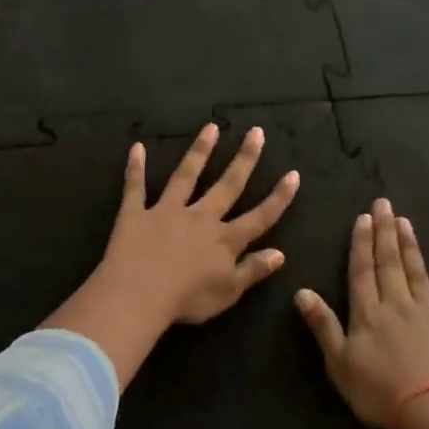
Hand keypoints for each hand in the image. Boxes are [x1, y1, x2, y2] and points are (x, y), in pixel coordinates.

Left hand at [45, 124, 299, 385]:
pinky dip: (135, 168)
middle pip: (227, 185)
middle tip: (255, 132)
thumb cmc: (187, 300)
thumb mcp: (229, 292)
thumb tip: (280, 253)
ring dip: (199, 151)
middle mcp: (200, 218)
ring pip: (186, 176)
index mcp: (225, 240)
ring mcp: (167, 212)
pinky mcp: (136, 214)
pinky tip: (136, 148)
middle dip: (244, 159)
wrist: (139, 295)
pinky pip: (135, 187)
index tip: (293, 174)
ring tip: (211, 128)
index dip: (279, 197)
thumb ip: (253, 270)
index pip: (260, 216)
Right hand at [295, 198, 428, 428]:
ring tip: (406, 222)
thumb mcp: (339, 363)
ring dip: (410, 248)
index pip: (362, 271)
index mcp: (368, 314)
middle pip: (390, 264)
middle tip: (385, 204)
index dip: (361, 244)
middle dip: (385, 233)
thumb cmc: (380, 392)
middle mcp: (398, 305)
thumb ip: (323, 326)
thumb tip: (302, 291)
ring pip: (417, 274)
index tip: (363, 217)